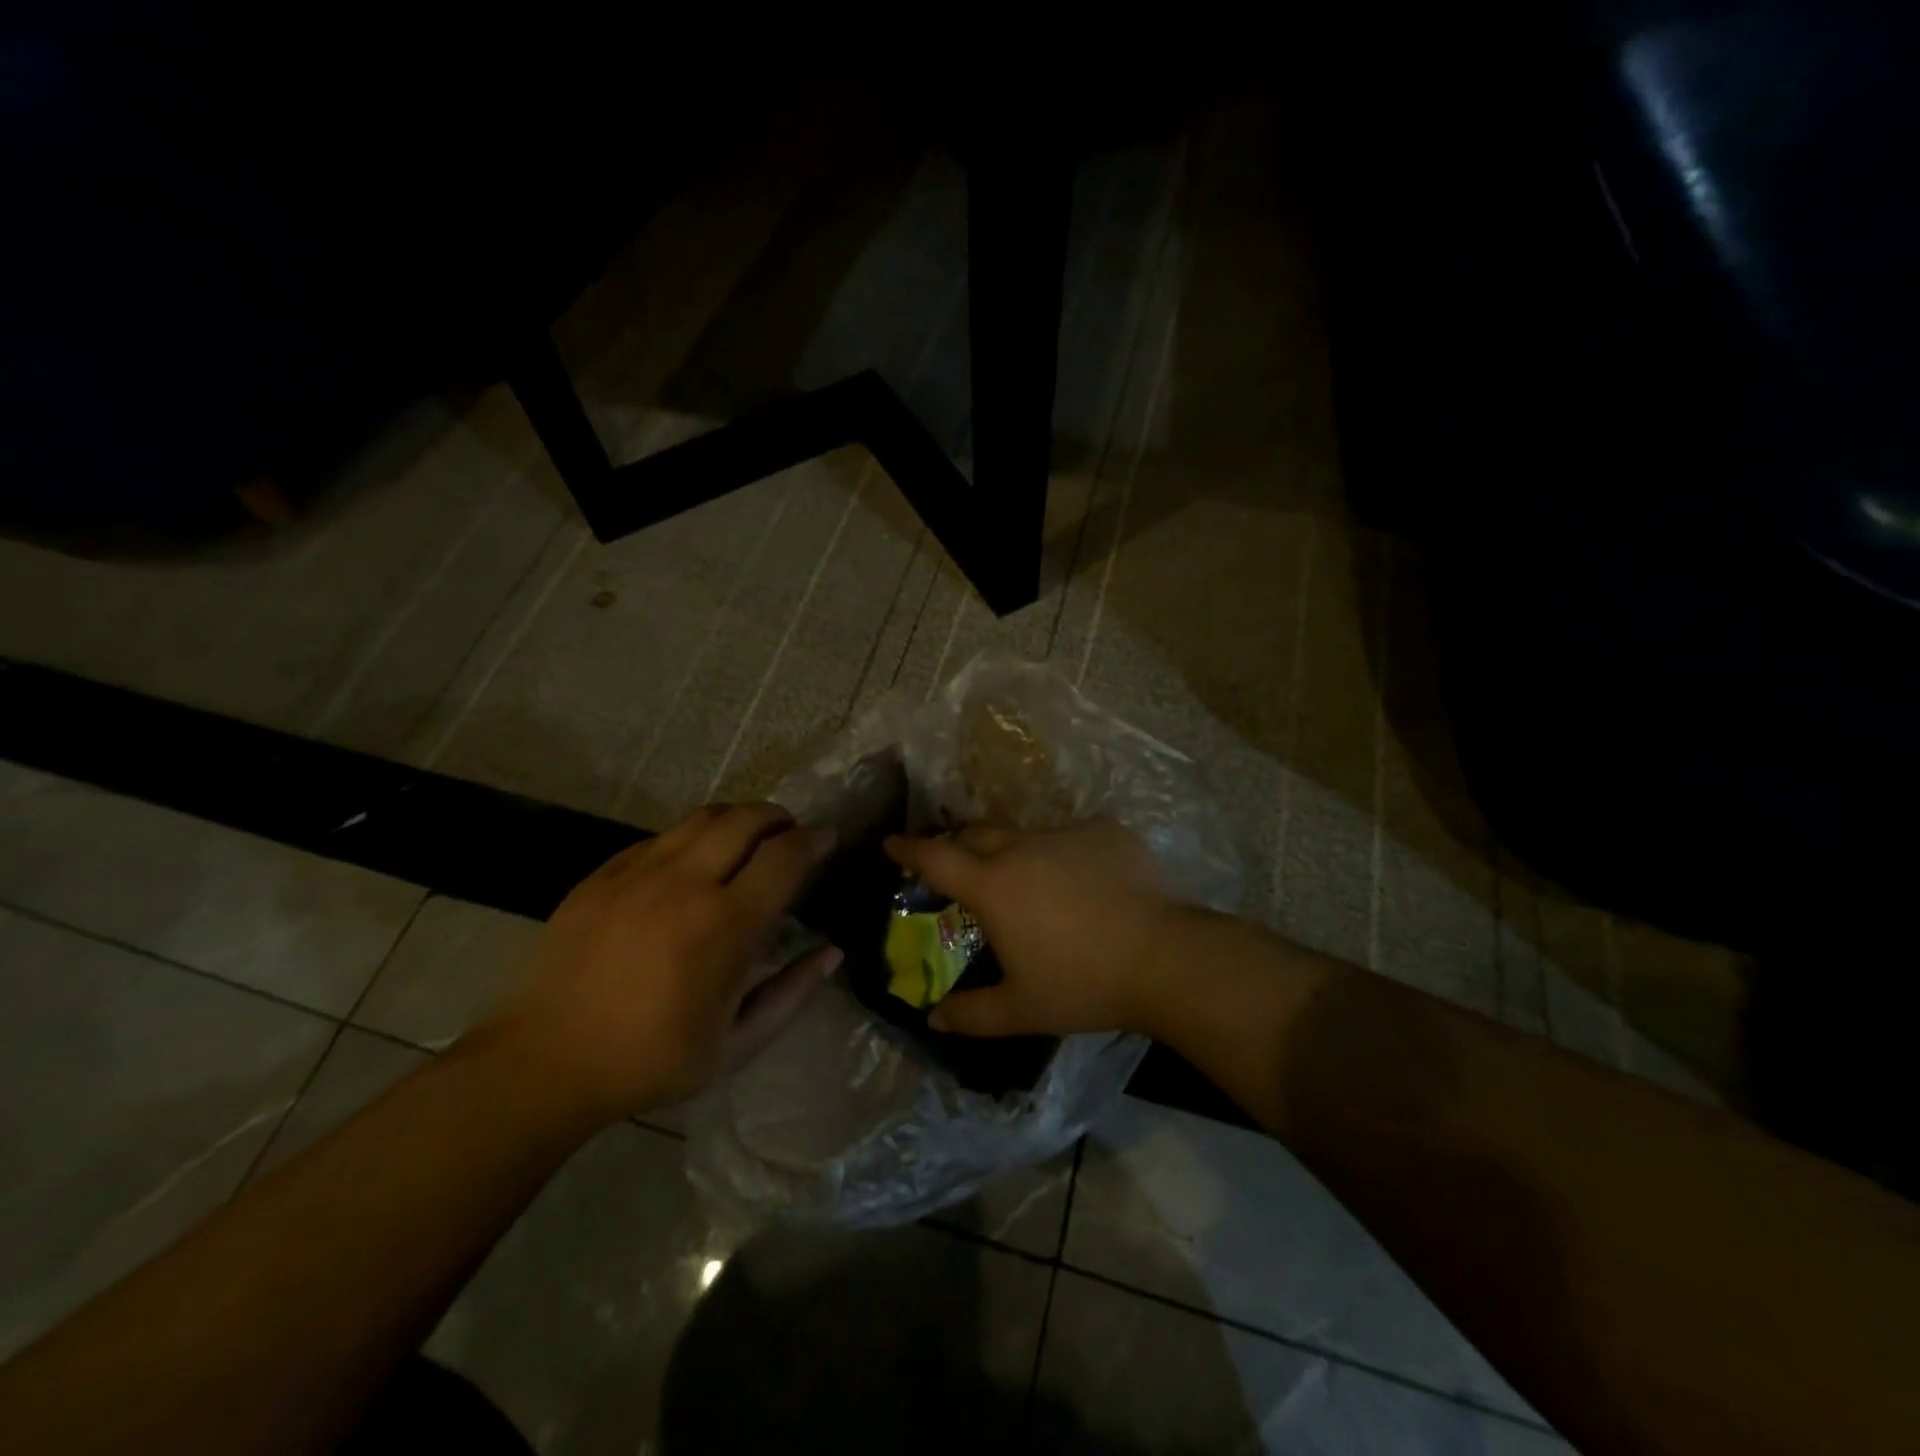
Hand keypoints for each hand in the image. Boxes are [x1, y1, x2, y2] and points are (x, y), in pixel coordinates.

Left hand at [472, 804, 840, 1123]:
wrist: (541, 1063)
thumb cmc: (648, 1061)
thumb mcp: (736, 1046)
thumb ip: (792, 994)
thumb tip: (832, 952)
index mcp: (723, 925)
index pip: (785, 856)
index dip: (815, 841)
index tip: (828, 840)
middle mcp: (684, 883)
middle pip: (746, 818)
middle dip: (780, 818)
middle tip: (791, 835)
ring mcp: (637, 872)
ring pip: (703, 817)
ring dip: (738, 818)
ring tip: (748, 839)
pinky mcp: (602, 874)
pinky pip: (661, 836)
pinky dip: (692, 838)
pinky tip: (692, 864)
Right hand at [883, 818, 1180, 1038]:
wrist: (1164, 959)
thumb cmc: (1082, 984)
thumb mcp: (1021, 1009)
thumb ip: (971, 1014)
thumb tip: (934, 1018)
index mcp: (994, 885)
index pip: (936, 857)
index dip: (908, 848)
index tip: (891, 842)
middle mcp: (1023, 848)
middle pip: (977, 833)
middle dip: (960, 845)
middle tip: (962, 868)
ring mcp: (1066, 834)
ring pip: (1027, 835)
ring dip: (1017, 854)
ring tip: (1035, 887)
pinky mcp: (1105, 831)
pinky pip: (1072, 838)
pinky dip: (1066, 856)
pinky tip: (1087, 885)